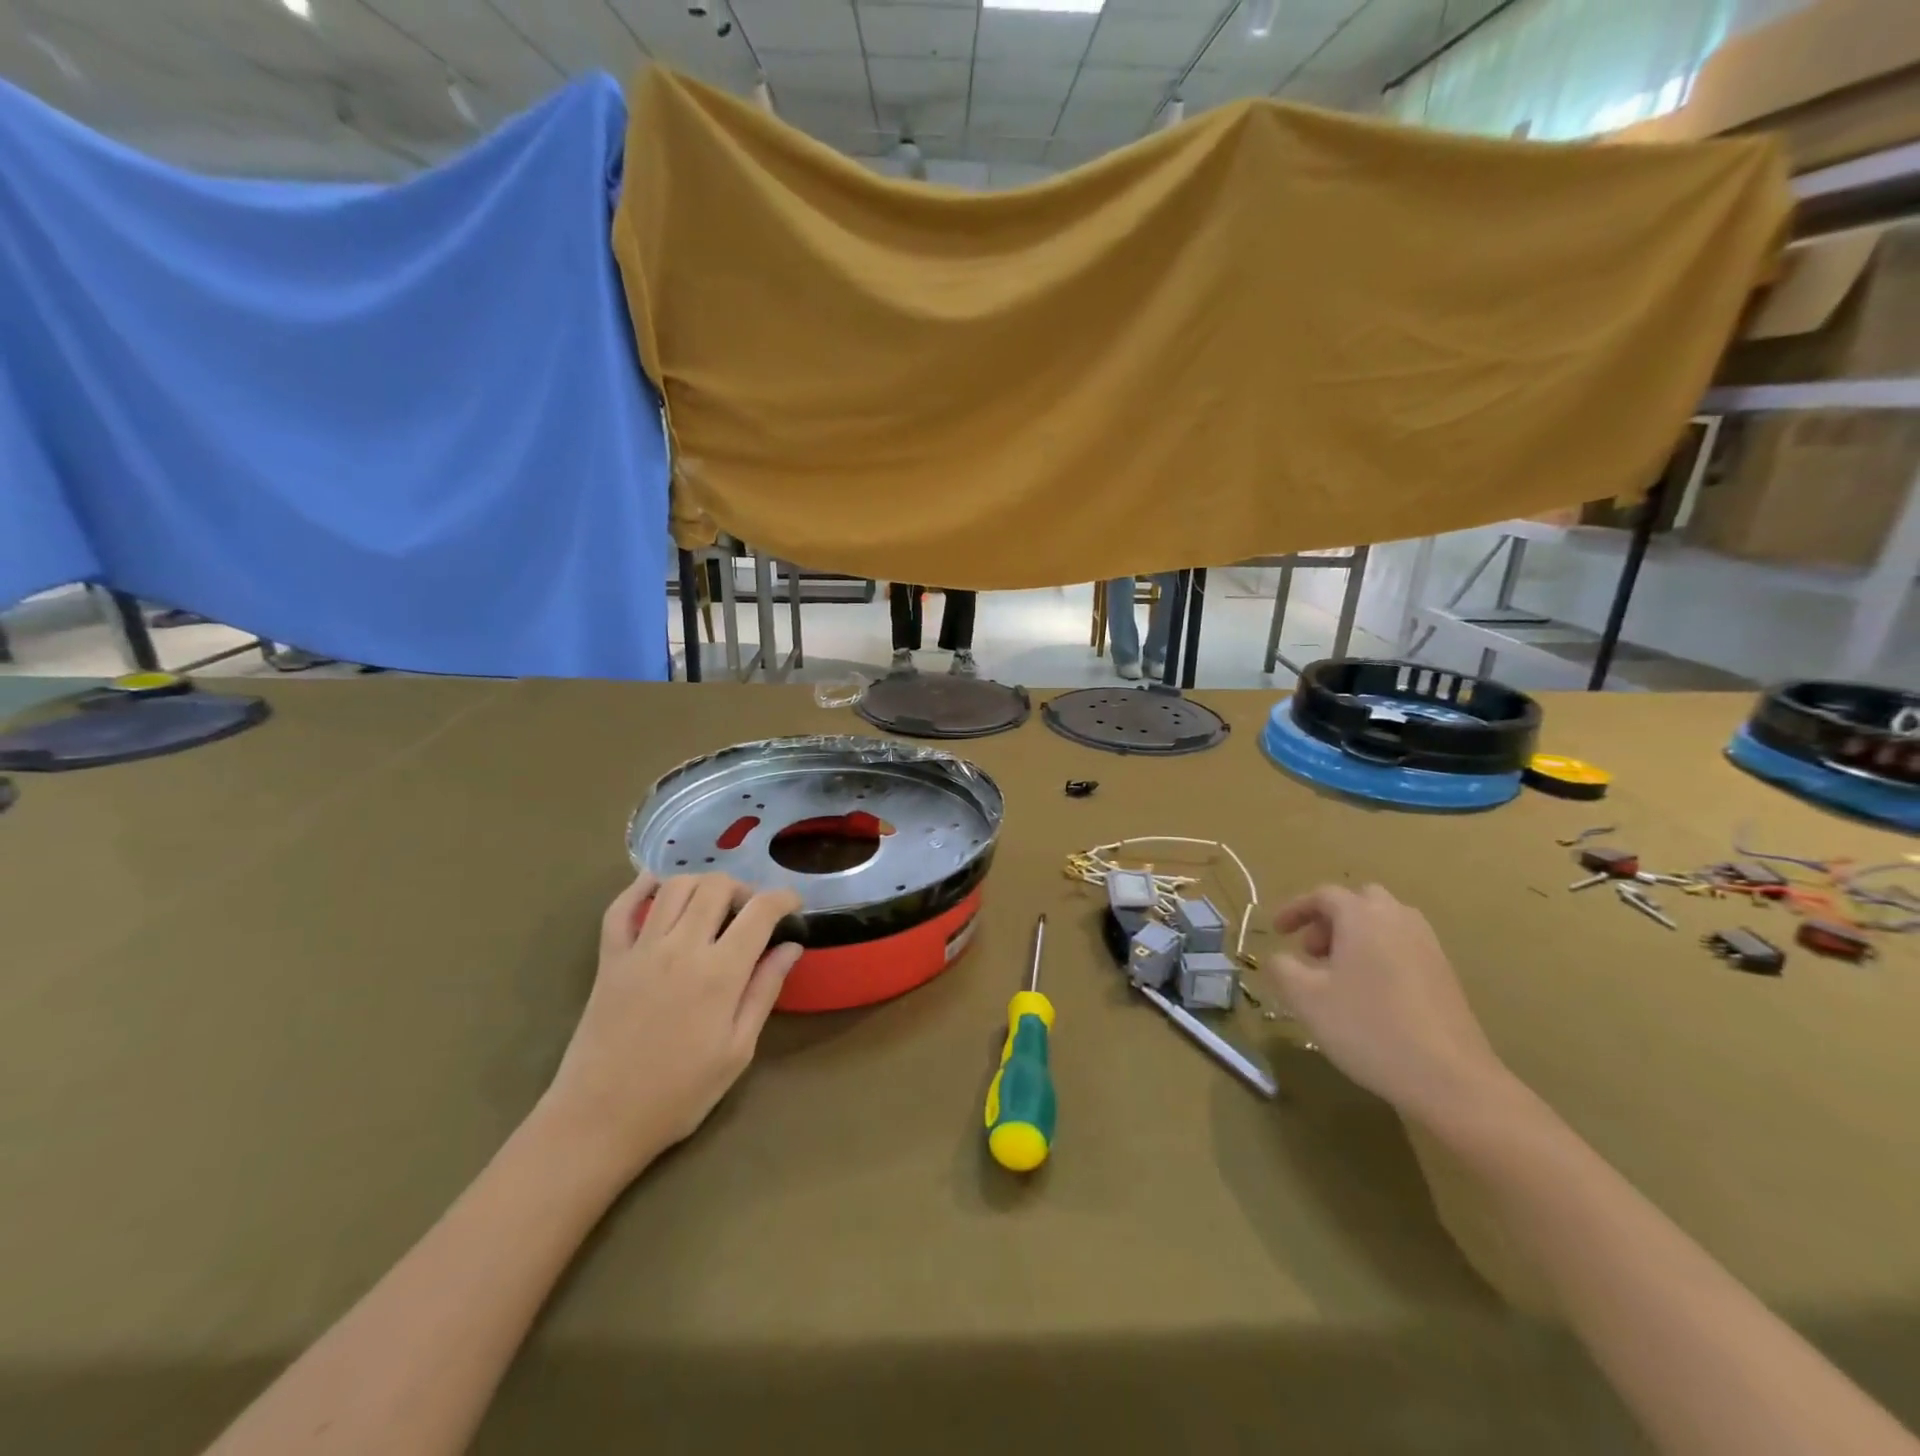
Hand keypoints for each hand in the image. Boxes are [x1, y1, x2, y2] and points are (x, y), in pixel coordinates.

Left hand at [539, 874, 803, 1179]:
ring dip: (702, 884)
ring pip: (675, 886)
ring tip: (713, 906)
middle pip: (717, 886)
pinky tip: (657, 888)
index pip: (760, 911)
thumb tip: (791, 946)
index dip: (784, 899)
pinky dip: (640, 888)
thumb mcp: (737, 1050)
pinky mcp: (609, 958)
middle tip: (751, 913)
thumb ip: (764, 990)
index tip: (794, 906)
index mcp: (719, 973)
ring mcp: (640, 949)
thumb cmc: (678, 1094)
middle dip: (744, 889)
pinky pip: (621, 907)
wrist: (598, 1121)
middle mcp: (681, 948)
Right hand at [1265, 884, 1513, 1127]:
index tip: (1277, 932)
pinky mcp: (1445, 974)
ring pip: (1385, 923)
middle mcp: (1398, 919)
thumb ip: (1282, 968)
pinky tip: (1370, 994)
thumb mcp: (1306, 999)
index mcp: (1362, 916)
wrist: (1450, 1078)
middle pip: (1359, 901)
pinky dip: (1379, 954)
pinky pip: (1403, 947)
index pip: (1323, 895)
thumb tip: (1279, 957)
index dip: (1295, 909)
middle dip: (1330, 919)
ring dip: (1356, 936)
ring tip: (1339, 974)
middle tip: (1312, 952)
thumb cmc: (1368, 1028)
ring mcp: (1428, 946)